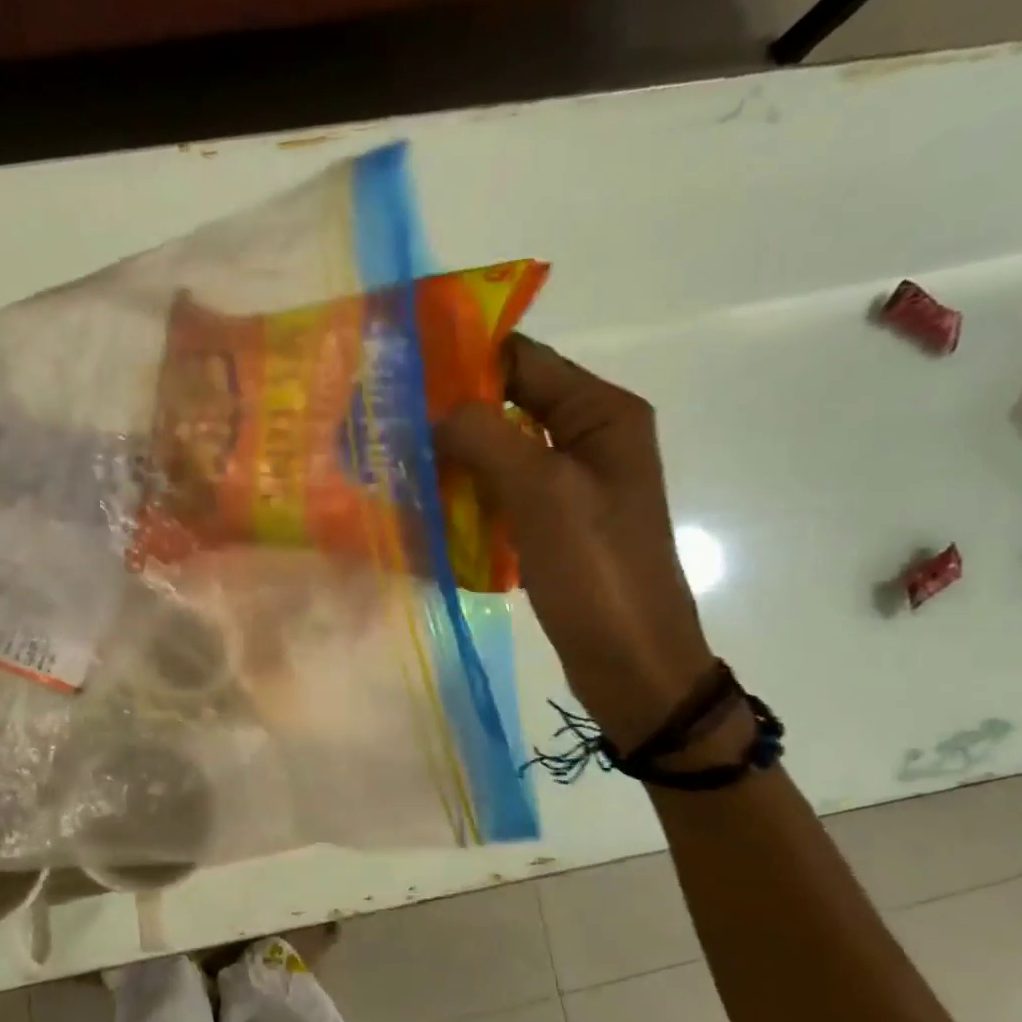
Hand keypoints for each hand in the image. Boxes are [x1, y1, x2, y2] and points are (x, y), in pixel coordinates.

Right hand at [436, 335, 713, 751]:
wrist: (633, 662)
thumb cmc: (597, 571)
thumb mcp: (542, 494)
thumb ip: (486, 437)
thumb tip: (435, 410)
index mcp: (601, 414)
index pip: (525, 360)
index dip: (465, 359)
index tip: (401, 373)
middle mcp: (589, 438)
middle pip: (509, 404)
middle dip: (451, 413)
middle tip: (387, 423)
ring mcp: (571, 484)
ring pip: (500, 451)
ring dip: (454, 456)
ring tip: (395, 462)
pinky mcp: (553, 523)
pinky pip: (502, 492)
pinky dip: (466, 494)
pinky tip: (426, 505)